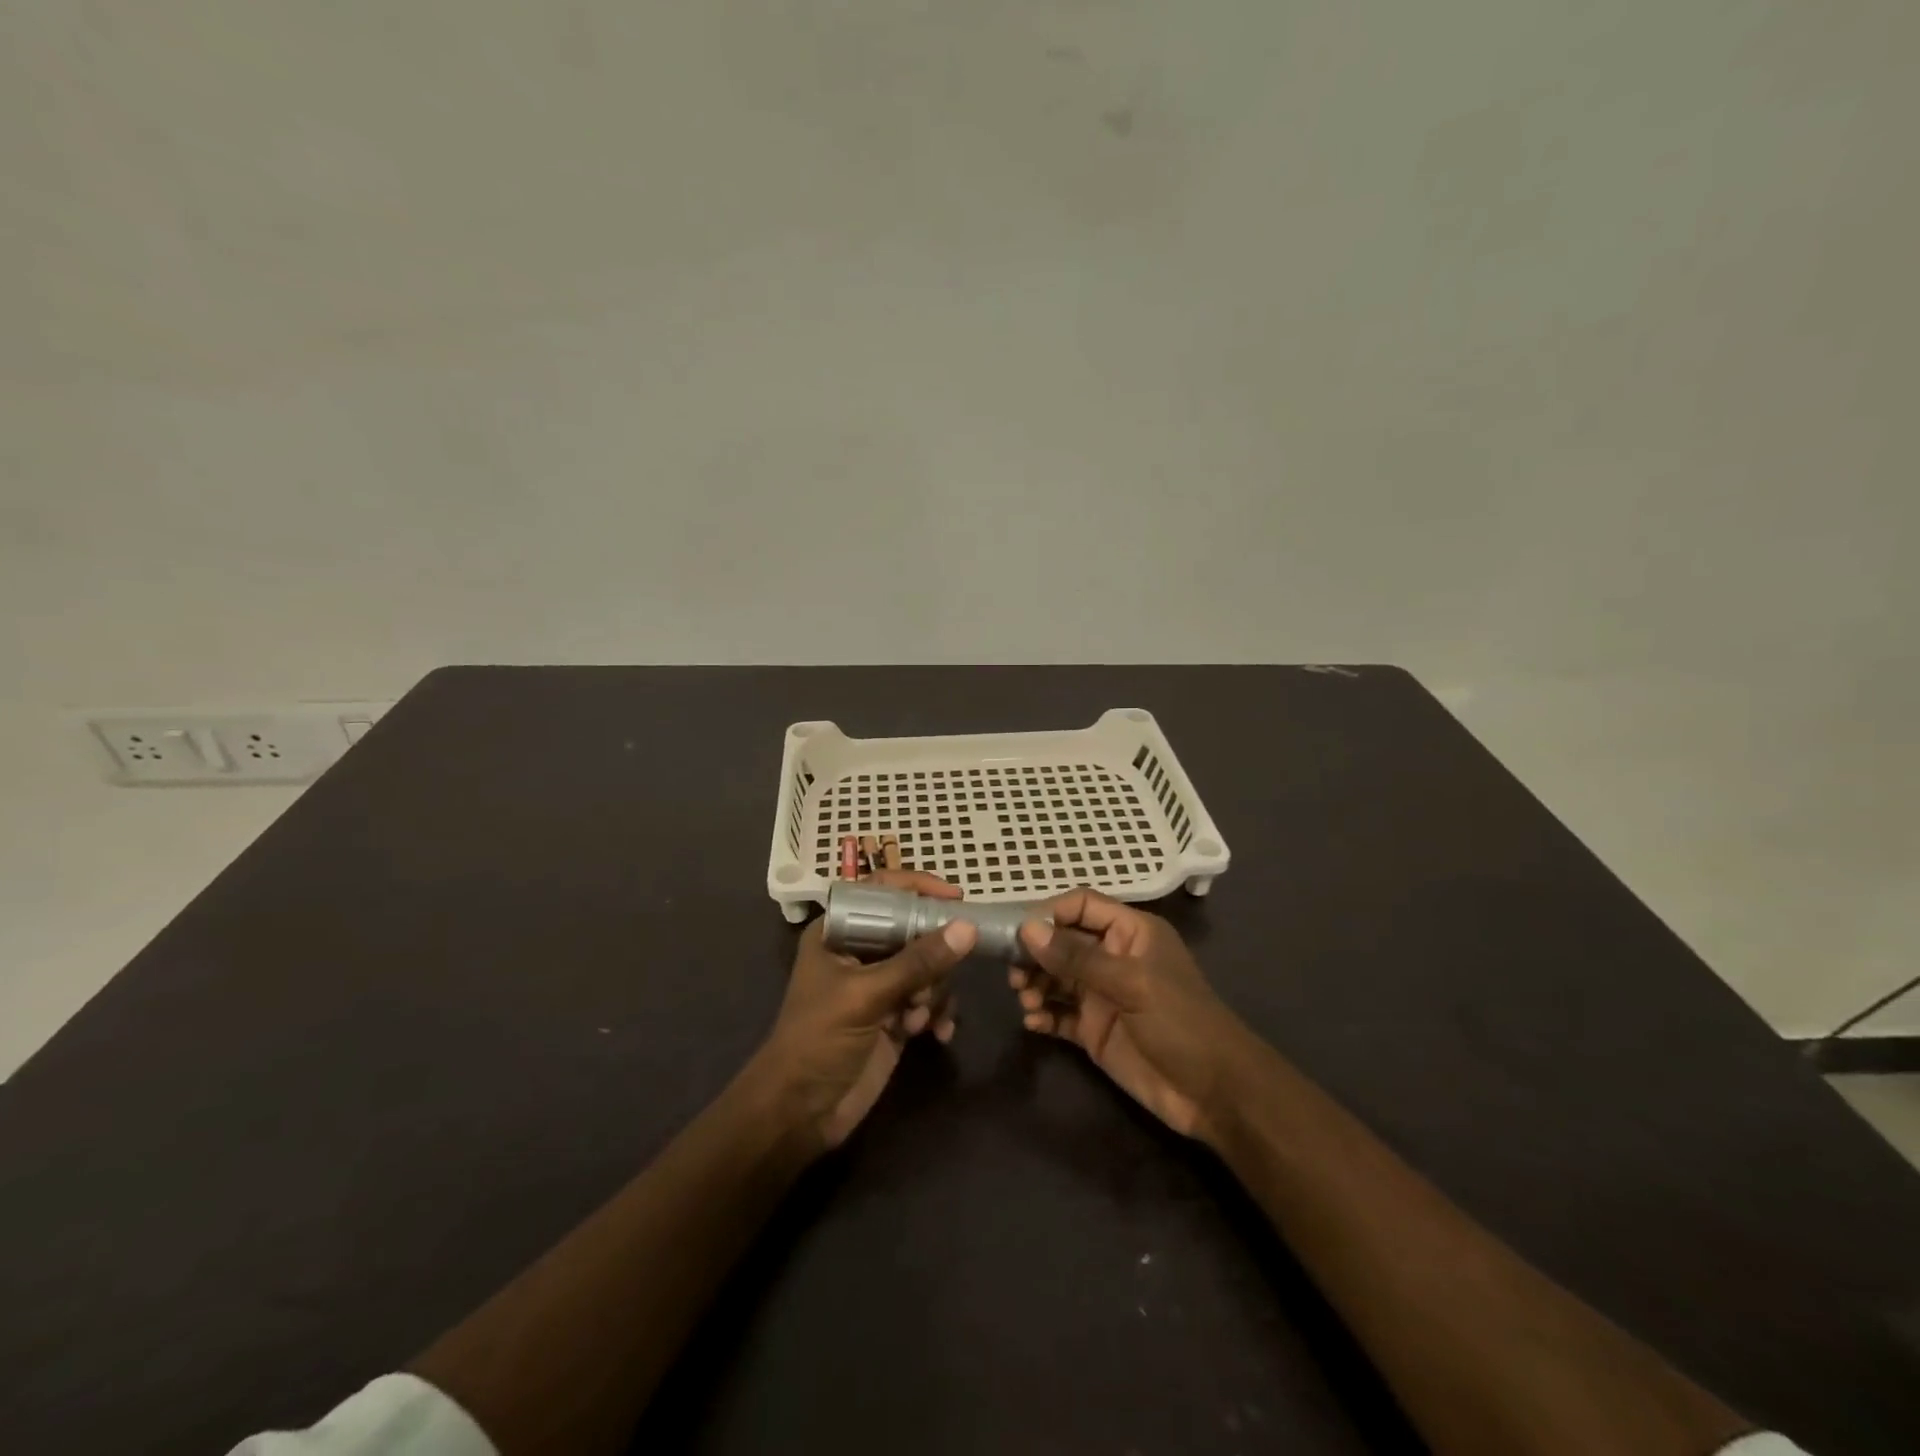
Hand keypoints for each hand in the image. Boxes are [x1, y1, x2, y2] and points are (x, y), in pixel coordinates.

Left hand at [755, 870, 975, 1151]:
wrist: (800, 1113)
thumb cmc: (818, 1040)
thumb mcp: (866, 996)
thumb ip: (917, 962)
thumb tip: (967, 928)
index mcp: (840, 931)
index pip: (882, 891)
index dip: (918, 888)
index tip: (956, 898)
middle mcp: (861, 952)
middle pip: (914, 929)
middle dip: (931, 957)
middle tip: (933, 982)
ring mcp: (880, 985)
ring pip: (928, 967)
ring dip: (934, 992)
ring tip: (919, 1018)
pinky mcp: (895, 1017)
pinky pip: (931, 1000)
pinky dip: (938, 1014)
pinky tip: (937, 1035)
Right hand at [1014, 890, 1249, 1140]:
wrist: (1215, 1094)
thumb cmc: (1181, 1024)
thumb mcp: (1132, 984)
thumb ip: (1078, 957)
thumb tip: (1028, 930)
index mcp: (1131, 933)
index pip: (1082, 905)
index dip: (1051, 913)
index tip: (1020, 933)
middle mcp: (1113, 958)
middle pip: (1062, 941)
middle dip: (1035, 953)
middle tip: (1014, 973)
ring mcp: (1102, 995)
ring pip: (1056, 977)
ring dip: (1034, 983)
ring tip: (1025, 1000)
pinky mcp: (1094, 1030)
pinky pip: (1059, 1013)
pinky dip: (1042, 1014)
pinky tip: (1033, 1022)